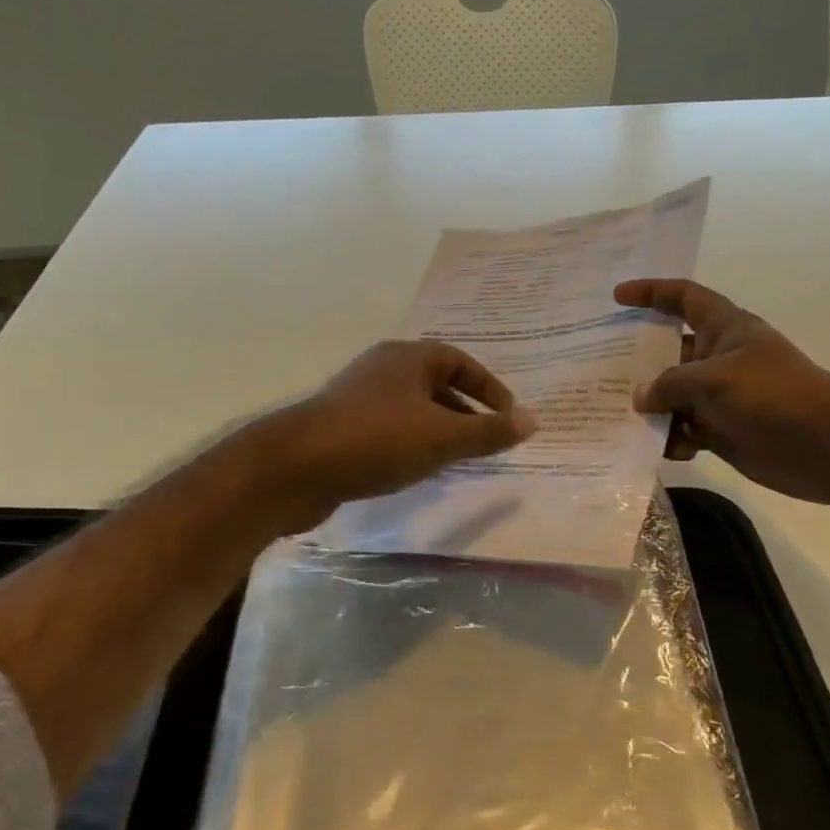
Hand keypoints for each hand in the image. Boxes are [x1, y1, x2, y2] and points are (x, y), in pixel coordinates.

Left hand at [268, 340, 537, 525]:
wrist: (295, 468)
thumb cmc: (377, 440)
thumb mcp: (442, 437)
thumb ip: (489, 431)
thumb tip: (534, 420)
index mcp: (407, 358)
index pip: (459, 361)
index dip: (489, 387)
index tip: (508, 417)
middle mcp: (382, 369)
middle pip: (434, 383)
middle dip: (465, 411)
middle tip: (486, 440)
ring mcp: (358, 398)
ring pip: (411, 409)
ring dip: (438, 430)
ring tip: (458, 459)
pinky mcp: (341, 428)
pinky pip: (389, 429)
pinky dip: (411, 444)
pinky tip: (417, 471)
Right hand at [614, 279, 829, 503]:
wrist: (825, 447)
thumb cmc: (772, 395)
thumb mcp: (714, 379)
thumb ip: (670, 384)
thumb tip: (639, 398)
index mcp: (724, 328)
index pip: (684, 297)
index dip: (651, 292)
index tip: (617, 297)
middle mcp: (718, 358)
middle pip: (668, 351)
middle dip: (637, 360)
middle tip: (597, 366)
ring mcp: (719, 396)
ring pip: (671, 396)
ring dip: (650, 407)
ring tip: (616, 415)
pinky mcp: (721, 431)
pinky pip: (682, 430)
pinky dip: (669, 439)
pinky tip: (656, 449)